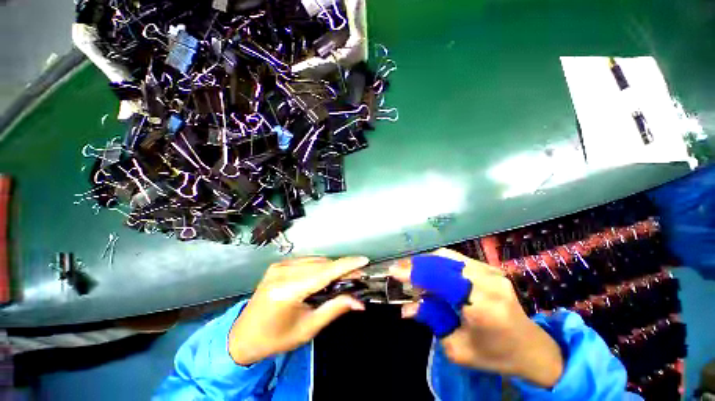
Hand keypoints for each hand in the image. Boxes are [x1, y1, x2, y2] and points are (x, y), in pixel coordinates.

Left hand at [229, 256, 368, 364]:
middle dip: (341, 268)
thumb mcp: (308, 329)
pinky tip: (325, 276)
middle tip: (356, 277)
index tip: (364, 260)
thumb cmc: (276, 339)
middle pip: (322, 264)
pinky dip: (320, 266)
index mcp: (287, 291)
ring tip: (343, 278)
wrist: (242, 336)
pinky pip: (306, 261)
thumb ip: (334, 309)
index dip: (346, 265)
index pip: (325, 273)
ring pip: (315, 261)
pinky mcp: (278, 265)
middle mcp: (282, 273)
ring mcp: (279, 266)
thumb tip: (359, 302)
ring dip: (331, 267)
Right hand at [390, 249, 563, 387]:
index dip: (414, 273)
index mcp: (483, 305)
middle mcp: (488, 282)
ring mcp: (492, 272)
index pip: (440, 279)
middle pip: (442, 262)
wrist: (532, 348)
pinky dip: (438, 264)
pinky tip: (431, 273)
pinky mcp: (491, 269)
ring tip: (413, 273)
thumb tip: (407, 307)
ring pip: (448, 257)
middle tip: (401, 272)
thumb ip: (431, 321)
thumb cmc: (495, 355)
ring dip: (427, 263)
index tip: (394, 272)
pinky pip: (457, 260)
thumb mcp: (458, 348)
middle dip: (417, 266)